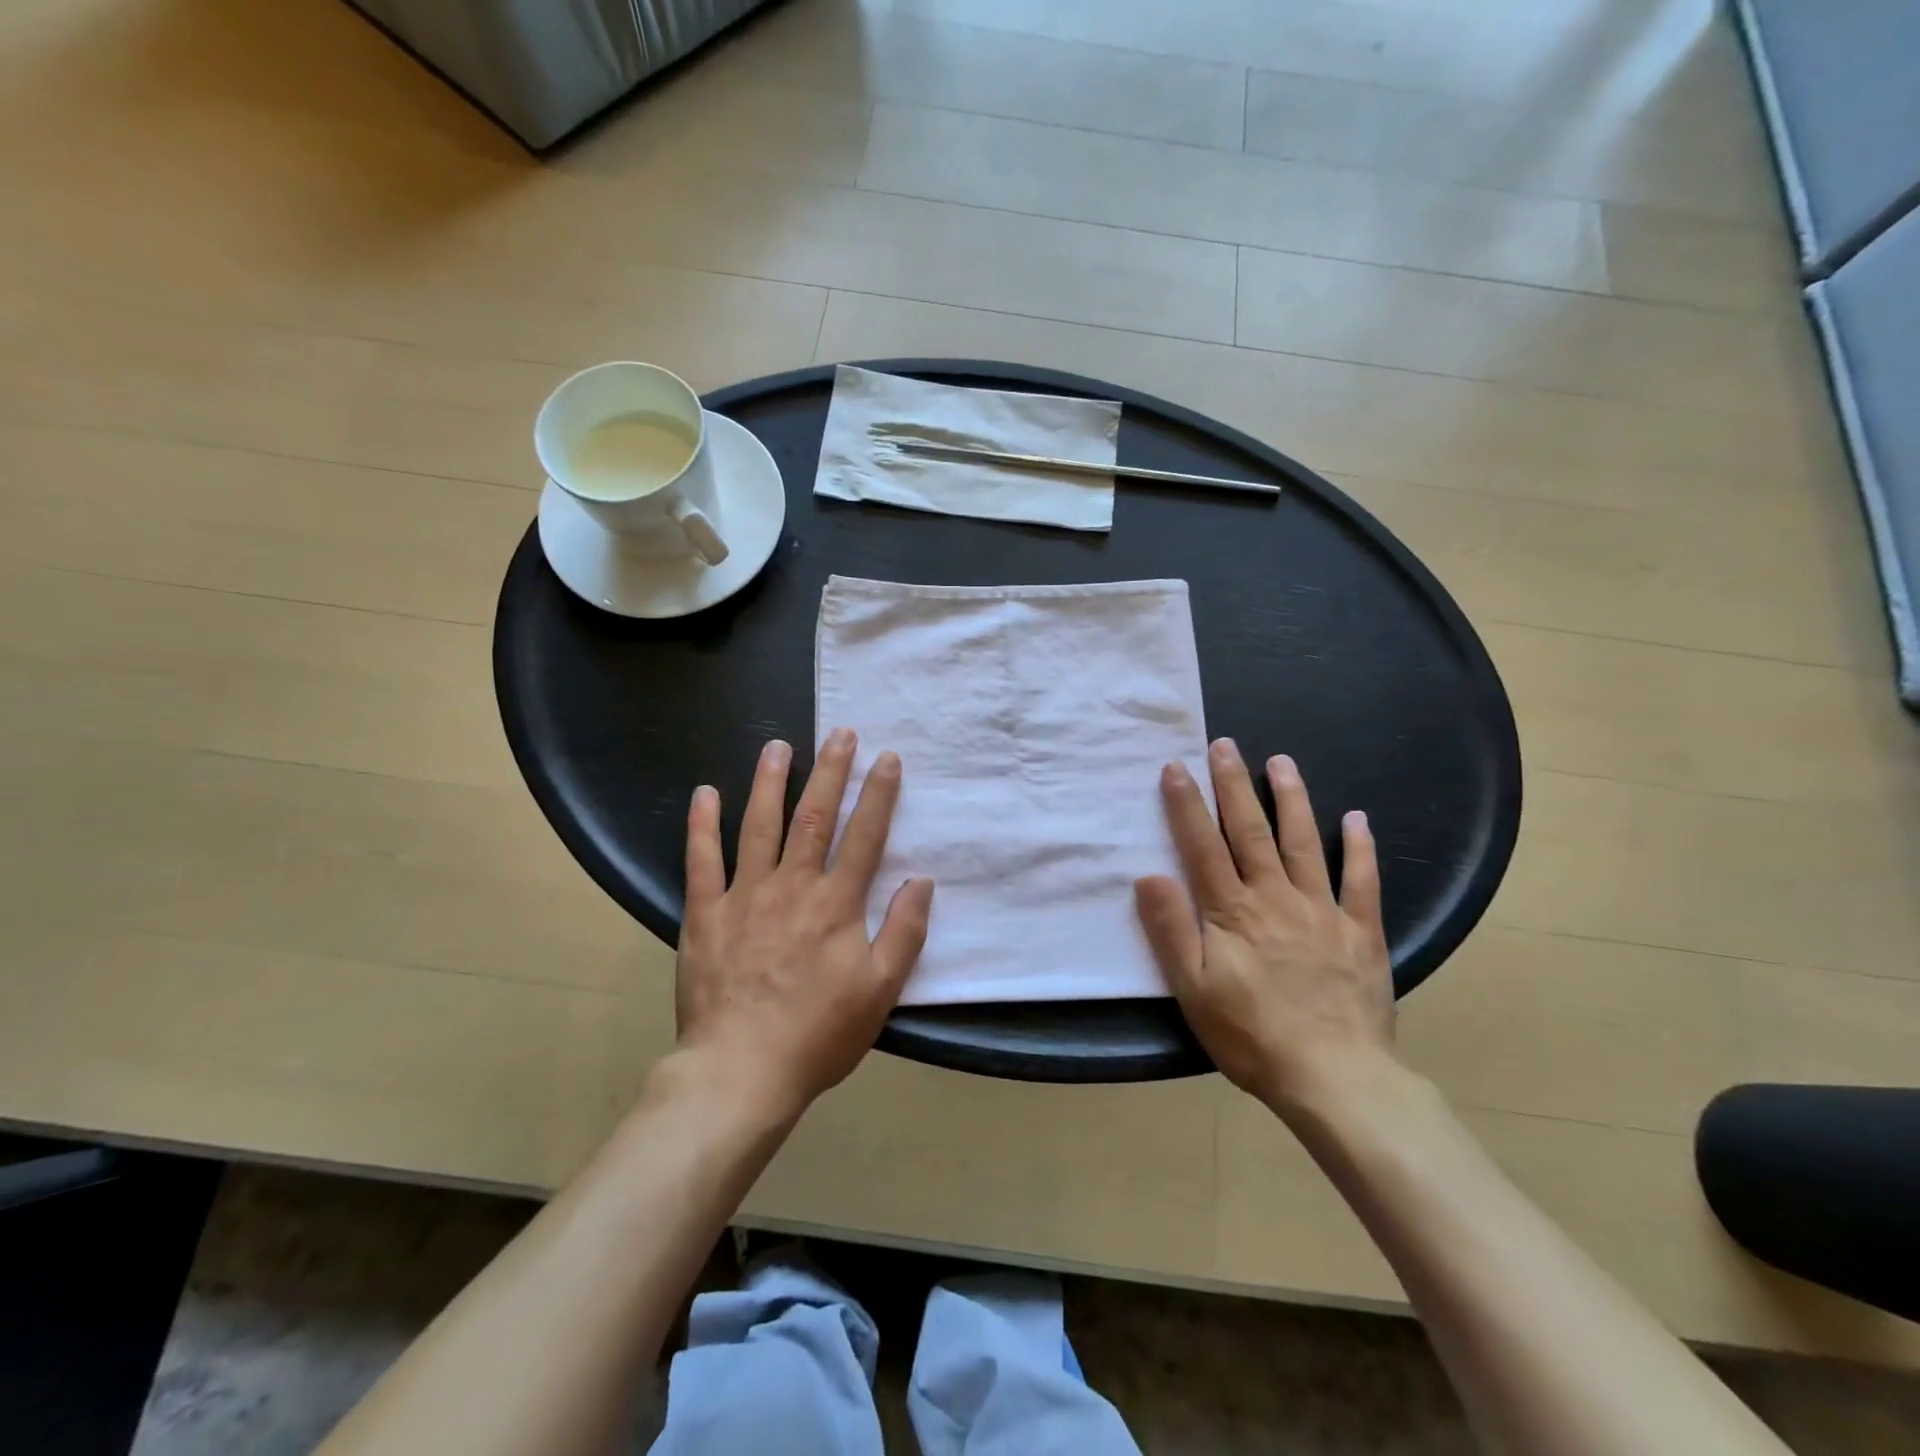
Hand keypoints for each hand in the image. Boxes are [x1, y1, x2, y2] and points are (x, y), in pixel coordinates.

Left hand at [675, 728, 934, 1119]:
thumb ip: (904, 932)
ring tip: (778, 746)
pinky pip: (702, 860)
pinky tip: (704, 793)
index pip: (865, 836)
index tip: (887, 758)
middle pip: (815, 817)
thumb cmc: (818, 1034)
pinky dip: (702, 824)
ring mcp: (744, 896)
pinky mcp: (705, 914)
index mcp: (837, 903)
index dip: (878, 794)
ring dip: (770, 782)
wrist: (740, 1071)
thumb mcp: (880, 991)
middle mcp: (792, 886)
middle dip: (830, 771)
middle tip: (839, 733)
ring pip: (759, 826)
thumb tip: (921, 881)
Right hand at [1134, 740, 1392, 1114]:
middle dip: (1234, 785)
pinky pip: (1361, 881)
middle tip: (1225, 745)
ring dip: (1291, 799)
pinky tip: (1357, 819)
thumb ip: (1171, 930)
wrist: (1334, 1077)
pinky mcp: (1360, 931)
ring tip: (1281, 761)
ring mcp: (1322, 910)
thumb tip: (1148, 875)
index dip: (1187, 804)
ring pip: (1303, 842)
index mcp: (1232, 911)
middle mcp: (1275, 897)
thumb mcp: (1194, 989)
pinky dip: (1360, 848)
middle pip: (1251, 831)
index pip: (1203, 846)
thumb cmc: (1252, 1035)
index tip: (1176, 766)